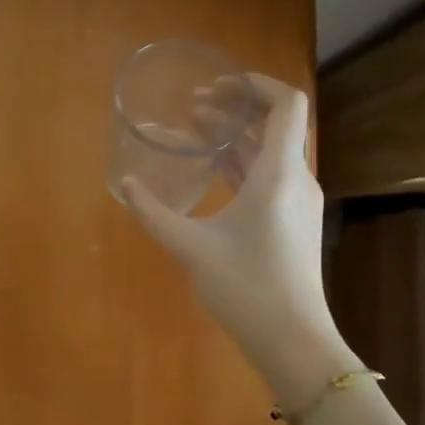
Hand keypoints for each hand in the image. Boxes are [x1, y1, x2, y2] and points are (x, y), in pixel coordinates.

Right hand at [122, 74, 356, 401]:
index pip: (286, 104)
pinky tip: (214, 169)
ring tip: (196, 129)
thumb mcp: (191, 247)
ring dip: (238, 135)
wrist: (293, 340)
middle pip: (276, 124)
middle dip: (236, 107)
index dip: (256, 84)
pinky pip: (271, 175)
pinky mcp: (293, 222)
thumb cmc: (246, 287)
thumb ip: (154, 213)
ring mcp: (298, 202)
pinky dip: (244, 162)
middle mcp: (296, 179)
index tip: (219, 84)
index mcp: (279, 173)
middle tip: (194, 105)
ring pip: (272, 151)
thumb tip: (126, 185)